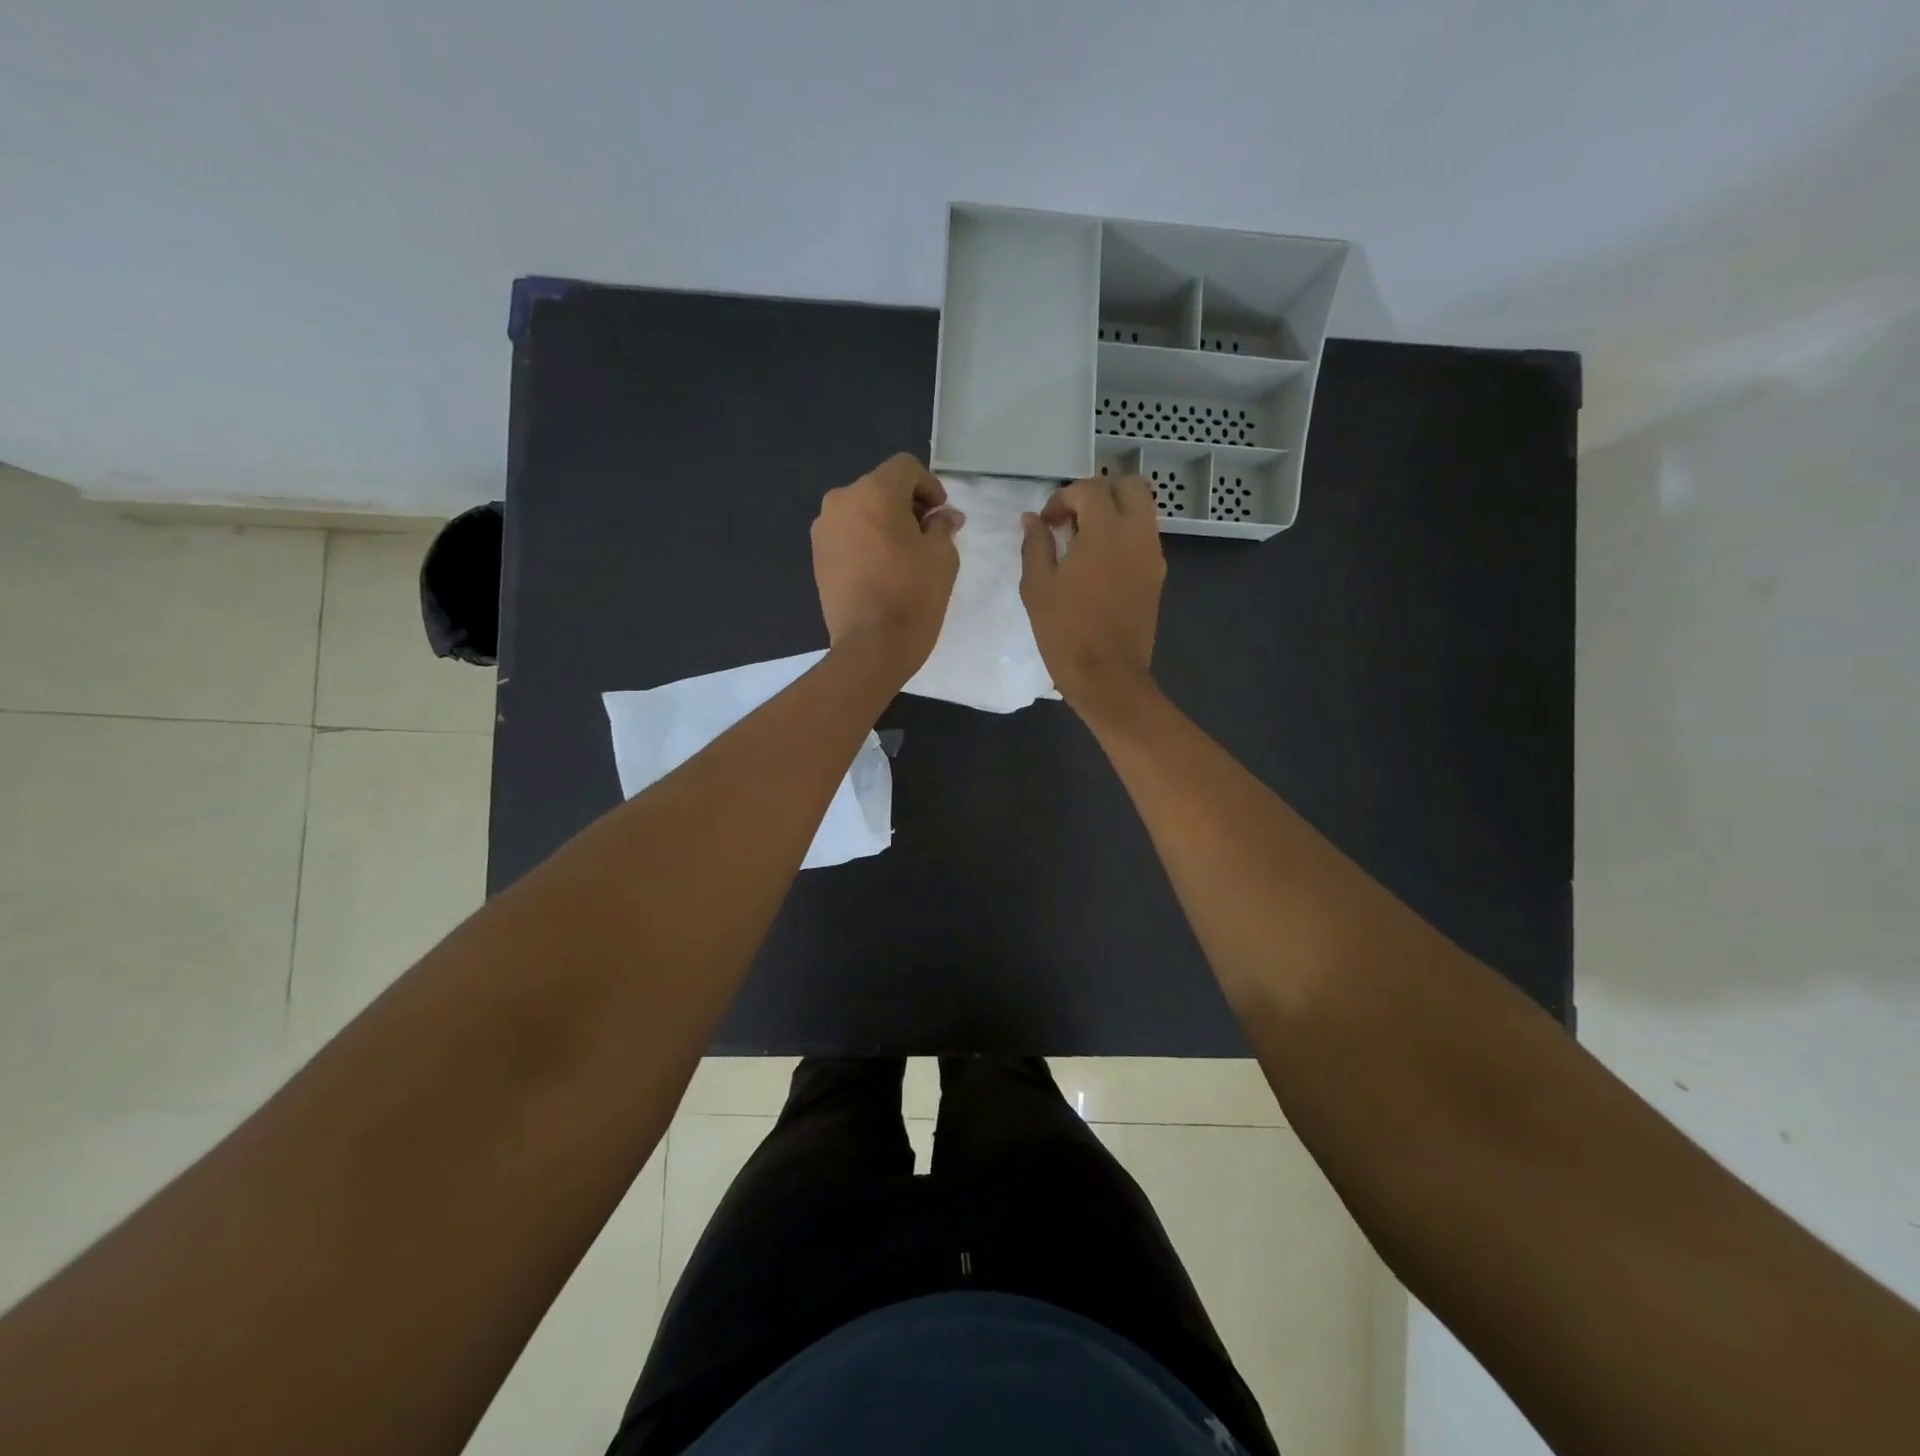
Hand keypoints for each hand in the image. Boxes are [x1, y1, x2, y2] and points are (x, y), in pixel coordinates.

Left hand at [812, 453, 963, 683]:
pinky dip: (866, 541)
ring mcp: (824, 530)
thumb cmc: (913, 596)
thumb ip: (943, 526)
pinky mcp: (817, 556)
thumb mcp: (942, 557)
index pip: (905, 468)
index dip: (929, 486)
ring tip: (905, 555)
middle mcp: (841, 501)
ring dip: (884, 523)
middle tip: (928, 535)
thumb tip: (944, 517)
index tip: (942, 514)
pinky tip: (882, 569)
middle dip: (907, 505)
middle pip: (880, 487)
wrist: (871, 647)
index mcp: (874, 492)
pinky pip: (847, 534)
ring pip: (861, 511)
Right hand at [1020, 475, 1165, 719]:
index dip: (1063, 498)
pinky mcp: (1157, 578)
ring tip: (1083, 545)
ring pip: (1141, 513)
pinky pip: (1143, 541)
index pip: (1089, 489)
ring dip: (1114, 516)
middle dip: (1100, 493)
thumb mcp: (1038, 586)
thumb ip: (1035, 545)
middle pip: (1130, 486)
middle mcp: (1137, 534)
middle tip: (1074, 519)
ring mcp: (1152, 556)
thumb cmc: (1066, 631)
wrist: (1107, 676)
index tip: (1045, 523)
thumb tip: (1032, 520)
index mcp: (1106, 530)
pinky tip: (1098, 567)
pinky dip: (1123, 539)